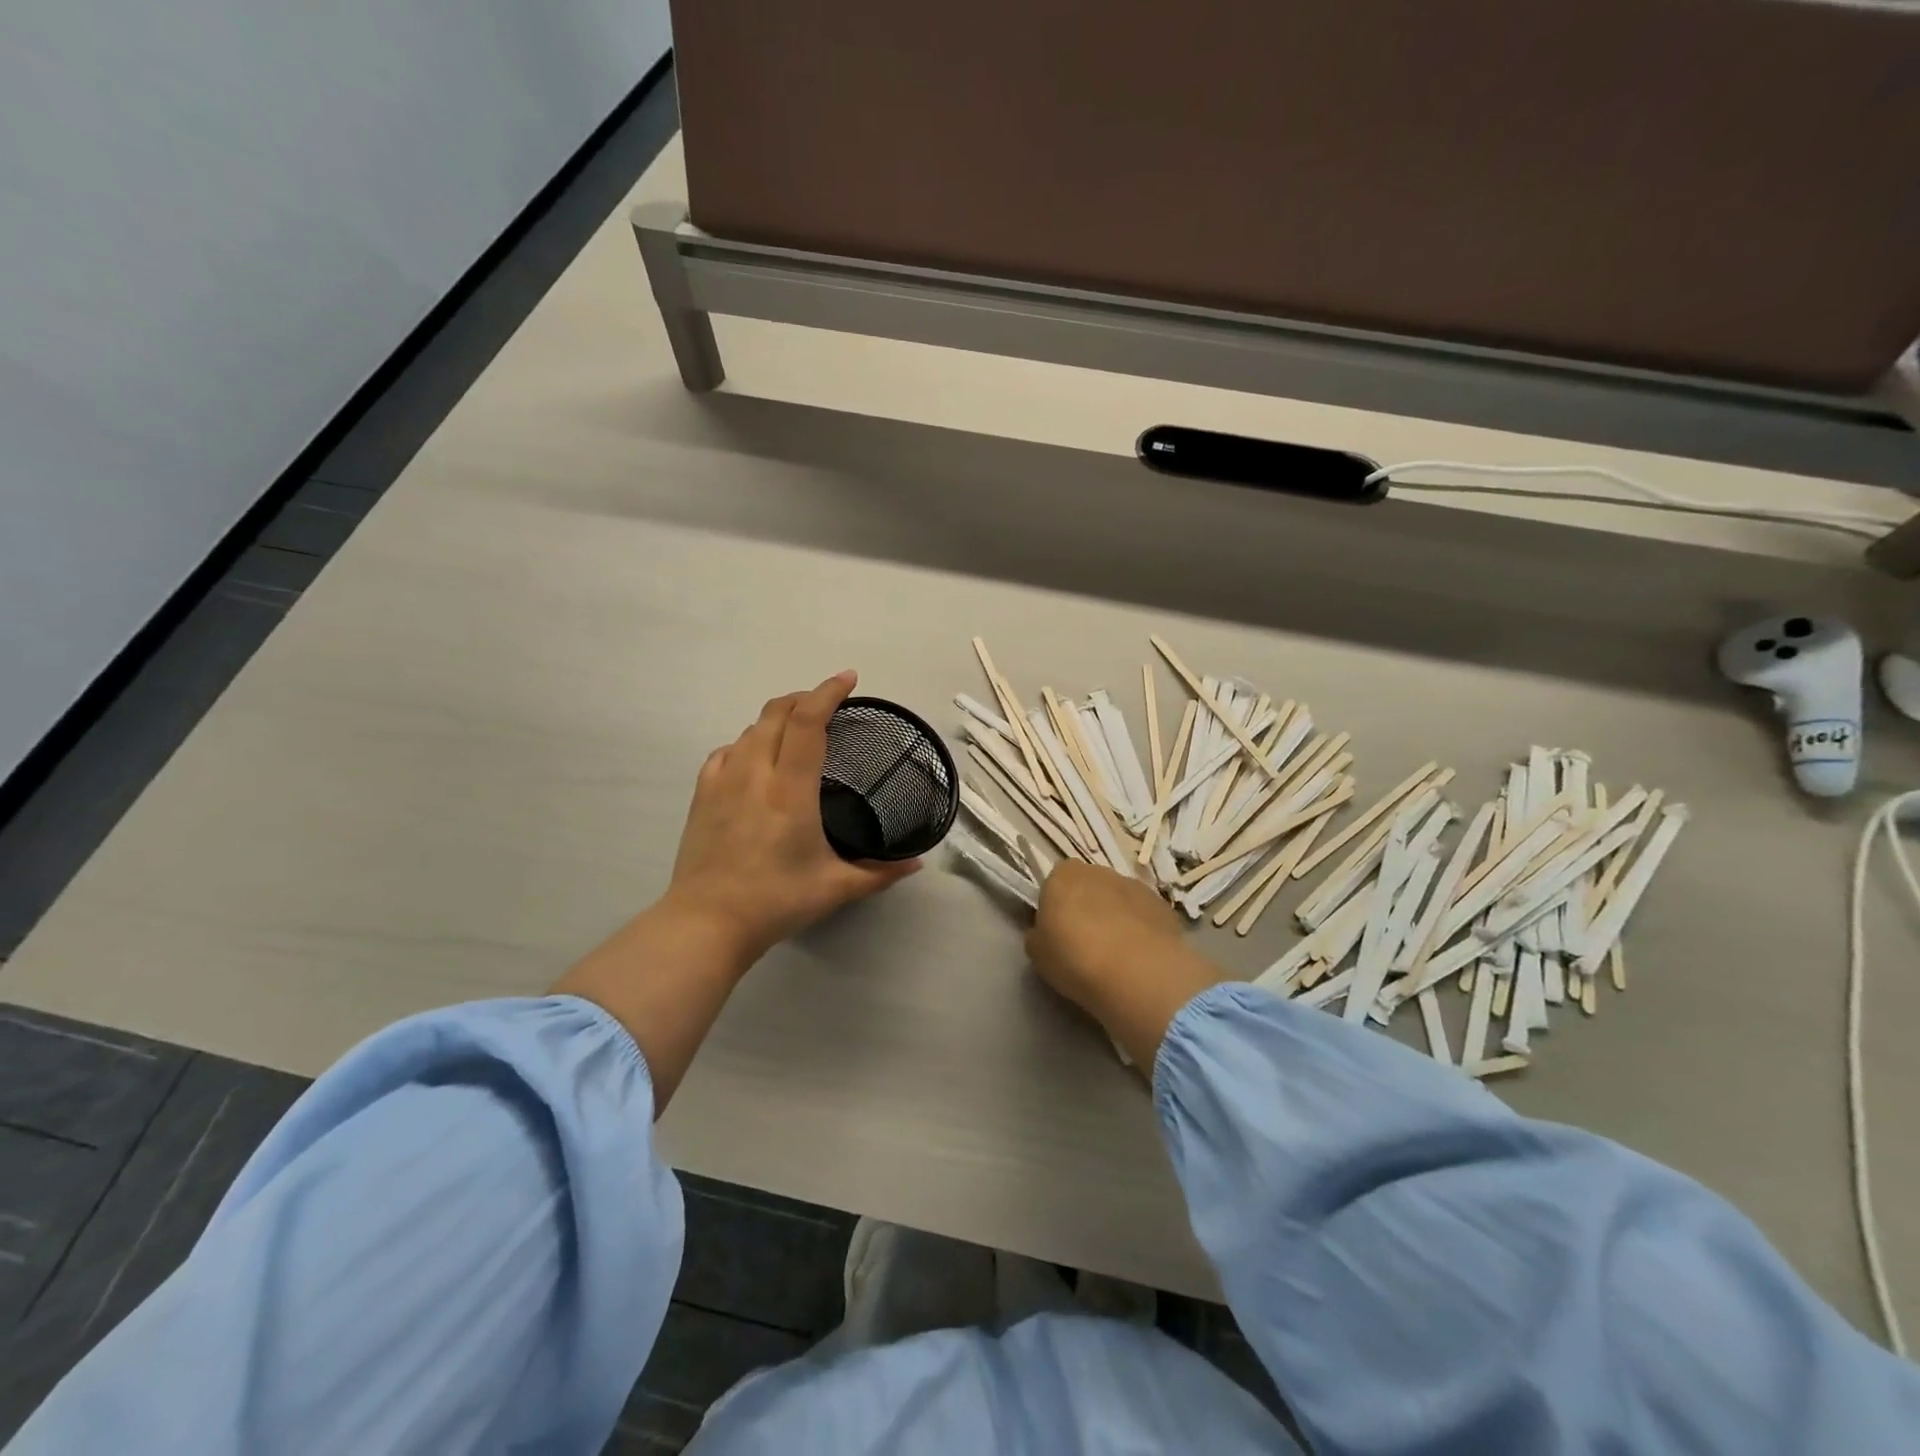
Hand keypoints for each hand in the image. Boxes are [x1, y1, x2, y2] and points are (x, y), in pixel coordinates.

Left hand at [663, 670, 921, 967]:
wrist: (707, 923)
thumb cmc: (775, 902)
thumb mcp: (836, 888)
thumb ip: (880, 873)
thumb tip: (917, 864)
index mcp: (790, 790)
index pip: (807, 721)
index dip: (828, 692)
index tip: (848, 679)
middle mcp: (755, 774)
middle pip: (776, 712)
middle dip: (805, 697)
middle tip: (829, 704)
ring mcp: (723, 781)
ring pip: (751, 729)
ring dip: (777, 719)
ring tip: (798, 731)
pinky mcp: (702, 794)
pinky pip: (726, 752)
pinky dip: (748, 743)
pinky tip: (756, 759)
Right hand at [1026, 861, 1184, 1012]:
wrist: (1139, 973)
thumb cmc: (1077, 959)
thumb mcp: (1038, 954)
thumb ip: (1038, 936)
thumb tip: (1044, 933)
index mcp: (1062, 876)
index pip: (1053, 883)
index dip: (1055, 907)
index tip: (1058, 932)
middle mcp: (1098, 871)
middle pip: (1087, 886)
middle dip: (1086, 907)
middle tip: (1085, 943)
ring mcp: (1133, 885)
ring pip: (1117, 898)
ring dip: (1115, 916)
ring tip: (1116, 954)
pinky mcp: (1161, 904)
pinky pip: (1142, 914)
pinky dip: (1139, 928)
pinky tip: (1139, 957)